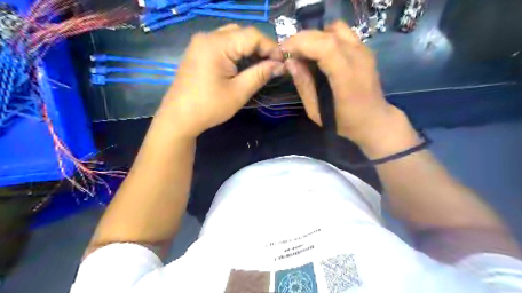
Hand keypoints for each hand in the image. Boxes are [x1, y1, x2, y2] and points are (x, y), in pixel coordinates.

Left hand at [157, 24, 283, 136]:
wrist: (179, 118)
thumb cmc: (209, 107)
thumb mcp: (239, 92)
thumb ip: (260, 74)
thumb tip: (280, 65)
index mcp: (217, 45)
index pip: (252, 35)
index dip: (271, 46)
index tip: (283, 61)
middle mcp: (207, 37)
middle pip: (242, 33)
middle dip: (260, 47)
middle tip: (273, 63)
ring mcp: (200, 43)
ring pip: (232, 37)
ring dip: (249, 48)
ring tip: (261, 64)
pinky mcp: (198, 52)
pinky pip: (222, 44)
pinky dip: (236, 51)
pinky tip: (244, 64)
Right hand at [282, 19, 411, 150]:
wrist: (374, 121)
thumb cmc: (344, 122)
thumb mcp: (317, 111)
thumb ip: (304, 85)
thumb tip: (290, 62)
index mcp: (347, 78)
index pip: (324, 47)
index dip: (301, 44)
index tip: (283, 52)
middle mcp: (358, 59)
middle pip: (328, 34)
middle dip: (303, 39)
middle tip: (288, 52)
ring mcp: (364, 51)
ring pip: (335, 28)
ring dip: (315, 36)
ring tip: (303, 51)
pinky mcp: (365, 50)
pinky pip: (342, 34)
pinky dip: (325, 37)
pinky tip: (318, 52)